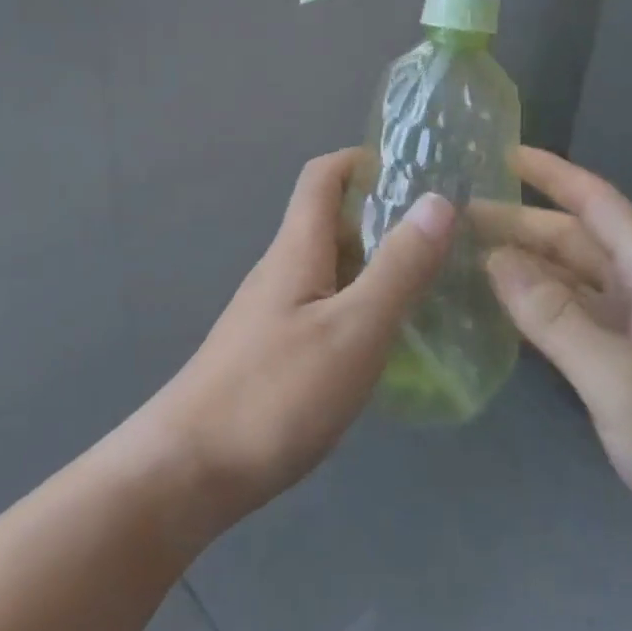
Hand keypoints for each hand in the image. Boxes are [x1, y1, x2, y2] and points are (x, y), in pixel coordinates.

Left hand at [133, 149, 453, 540]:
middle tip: (443, 236)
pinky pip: (323, 304)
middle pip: (330, 218)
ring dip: (375, 262)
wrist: (188, 470)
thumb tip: (437, 200)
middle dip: (383, 215)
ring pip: (330, 265)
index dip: (364, 160)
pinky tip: (387, 339)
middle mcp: (282, 268)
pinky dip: (359, 303)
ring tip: (430, 284)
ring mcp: (273, 310)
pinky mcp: (271, 349)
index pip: (323, 175)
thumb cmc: (276, 393)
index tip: (415, 172)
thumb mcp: (353, 329)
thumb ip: (398, 268)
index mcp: (297, 247)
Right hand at [480, 147, 631, 597]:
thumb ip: (554, 316)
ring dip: (527, 265)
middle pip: (578, 240)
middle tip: (456, 219)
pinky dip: (542, 309)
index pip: (598, 203)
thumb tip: (493, 258)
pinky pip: (579, 320)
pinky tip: (506, 313)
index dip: (551, 173)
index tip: (500, 152)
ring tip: (468, 257)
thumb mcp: (620, 379)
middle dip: (521, 223)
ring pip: (575, 281)